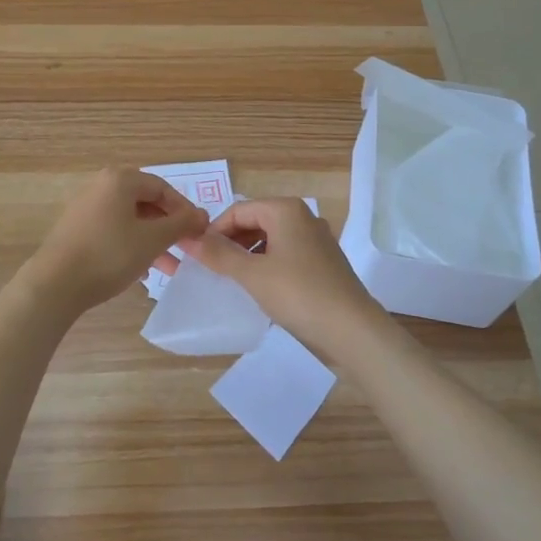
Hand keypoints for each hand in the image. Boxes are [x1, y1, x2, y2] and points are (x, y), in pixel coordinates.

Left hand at [21, 168, 209, 314]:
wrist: (55, 284)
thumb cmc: (109, 255)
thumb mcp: (153, 240)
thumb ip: (181, 224)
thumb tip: (202, 215)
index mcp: (120, 180)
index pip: (163, 188)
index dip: (184, 210)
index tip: (198, 233)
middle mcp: (102, 186)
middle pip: (146, 202)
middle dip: (168, 227)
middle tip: (185, 248)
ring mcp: (86, 207)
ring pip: (131, 219)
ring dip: (153, 240)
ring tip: (169, 266)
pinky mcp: (77, 228)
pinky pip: (114, 230)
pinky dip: (132, 244)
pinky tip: (141, 270)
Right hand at [185, 198, 390, 363]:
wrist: (352, 331)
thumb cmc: (298, 294)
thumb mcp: (252, 274)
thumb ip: (218, 255)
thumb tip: (188, 238)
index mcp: (286, 210)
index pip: (238, 210)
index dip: (214, 230)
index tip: (195, 255)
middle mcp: (303, 218)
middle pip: (255, 222)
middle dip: (230, 242)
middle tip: (209, 268)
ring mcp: (316, 241)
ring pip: (270, 240)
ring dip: (247, 255)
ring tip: (229, 280)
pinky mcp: (322, 264)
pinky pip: (285, 256)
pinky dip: (266, 266)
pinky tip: (257, 289)